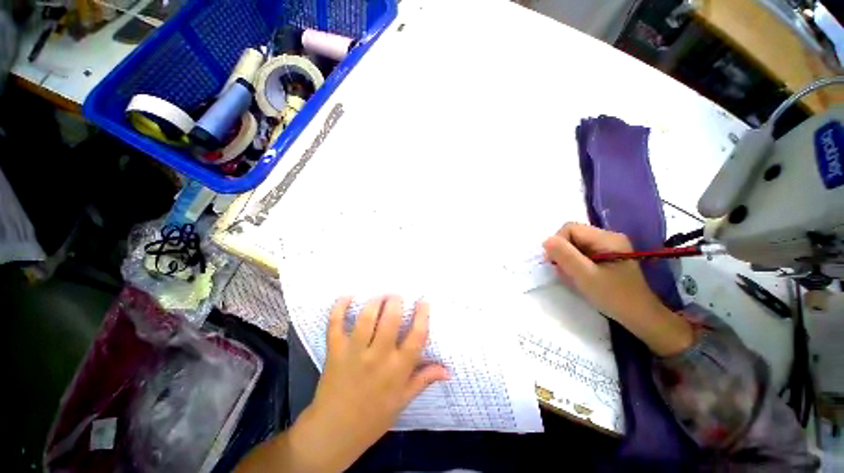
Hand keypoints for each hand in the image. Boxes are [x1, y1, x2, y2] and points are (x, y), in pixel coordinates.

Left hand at [291, 296, 448, 470]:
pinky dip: (339, 307)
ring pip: (366, 318)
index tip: (423, 300)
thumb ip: (424, 379)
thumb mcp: (403, 401)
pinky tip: (348, 296)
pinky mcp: (334, 351)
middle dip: (396, 301)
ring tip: (380, 296)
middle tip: (397, 295)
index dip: (422, 314)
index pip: (417, 336)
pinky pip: (335, 324)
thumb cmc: (373, 417)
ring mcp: (354, 353)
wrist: (334, 433)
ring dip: (375, 301)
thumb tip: (448, 370)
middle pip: (391, 320)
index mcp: (398, 370)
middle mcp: (378, 357)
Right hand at [543, 223, 692, 355]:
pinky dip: (575, 263)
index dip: (558, 243)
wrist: (640, 317)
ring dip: (568, 259)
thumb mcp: (585, 276)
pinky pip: (582, 253)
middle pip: (572, 235)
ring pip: (575, 245)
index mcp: (606, 238)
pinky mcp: (606, 256)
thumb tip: (546, 241)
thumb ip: (565, 255)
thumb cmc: (614, 296)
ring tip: (573, 276)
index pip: (570, 228)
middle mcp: (608, 237)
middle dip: (563, 252)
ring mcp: (608, 246)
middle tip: (565, 272)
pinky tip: (580, 276)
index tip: (555, 263)